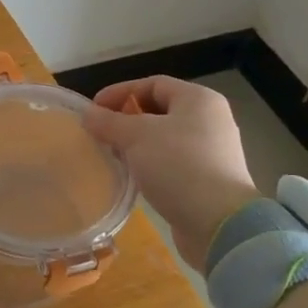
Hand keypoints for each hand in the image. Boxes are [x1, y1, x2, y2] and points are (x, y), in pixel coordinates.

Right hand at [85, 76, 255, 271]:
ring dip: (136, 144)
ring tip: (112, 154)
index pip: (152, 83)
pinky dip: (151, 164)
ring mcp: (212, 151)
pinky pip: (173, 162)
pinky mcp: (209, 180)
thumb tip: (88, 114)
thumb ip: (109, 122)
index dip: (120, 92)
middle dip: (126, 119)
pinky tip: (132, 176)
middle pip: (159, 110)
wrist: (219, 224)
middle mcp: (210, 120)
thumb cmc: (178, 166)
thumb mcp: (136, 136)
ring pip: (165, 138)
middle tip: (101, 132)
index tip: (93, 109)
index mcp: (199, 99)